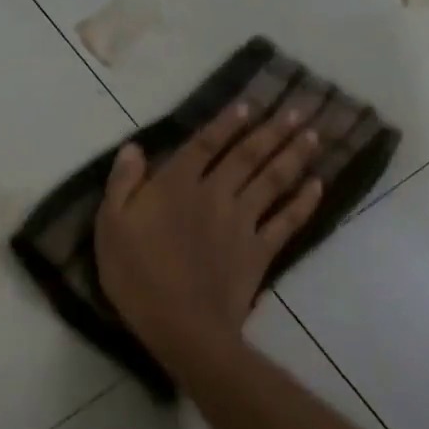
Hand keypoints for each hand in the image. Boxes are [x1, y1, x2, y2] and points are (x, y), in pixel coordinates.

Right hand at [94, 100, 323, 369]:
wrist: (180, 324)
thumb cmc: (136, 275)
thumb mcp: (110, 226)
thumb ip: (122, 183)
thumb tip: (134, 148)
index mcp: (176, 186)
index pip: (204, 145)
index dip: (226, 123)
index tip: (249, 104)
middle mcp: (214, 194)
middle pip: (247, 156)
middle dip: (272, 130)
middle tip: (298, 110)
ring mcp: (242, 222)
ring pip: (272, 180)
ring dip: (293, 155)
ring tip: (313, 134)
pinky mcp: (259, 250)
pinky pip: (287, 221)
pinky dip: (304, 202)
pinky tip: (317, 185)